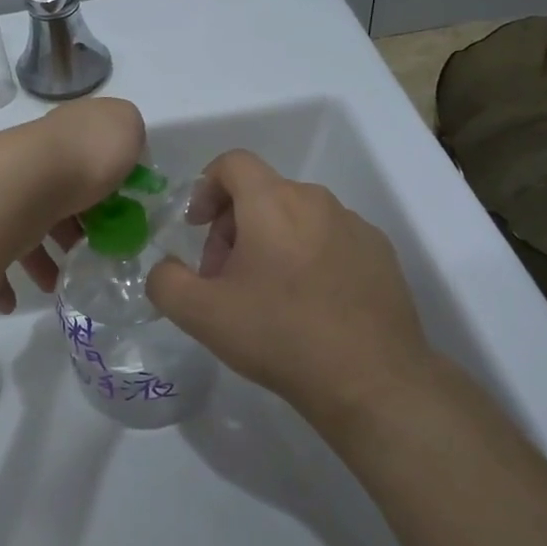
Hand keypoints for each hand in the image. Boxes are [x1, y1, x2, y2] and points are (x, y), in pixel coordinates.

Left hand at [0, 99, 145, 312]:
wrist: (17, 185)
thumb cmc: (81, 159)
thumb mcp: (125, 128)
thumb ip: (127, 134)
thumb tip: (123, 150)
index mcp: (63, 139)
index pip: (83, 158)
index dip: (103, 188)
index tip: (118, 217)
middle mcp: (28, 162)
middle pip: (53, 196)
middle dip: (70, 229)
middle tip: (87, 255)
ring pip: (21, 228)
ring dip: (39, 260)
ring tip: (54, 285)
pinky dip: (2, 282)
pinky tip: (14, 301)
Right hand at [145, 149, 441, 431]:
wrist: (371, 381)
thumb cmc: (279, 336)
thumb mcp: (200, 314)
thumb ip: (165, 280)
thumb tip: (166, 269)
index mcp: (273, 203)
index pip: (232, 163)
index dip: (205, 187)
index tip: (197, 228)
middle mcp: (317, 201)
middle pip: (262, 193)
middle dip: (233, 227)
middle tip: (225, 277)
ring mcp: (355, 226)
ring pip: (297, 218)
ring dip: (271, 243)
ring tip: (267, 297)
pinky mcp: (381, 254)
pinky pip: (330, 240)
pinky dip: (309, 258)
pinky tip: (309, 306)